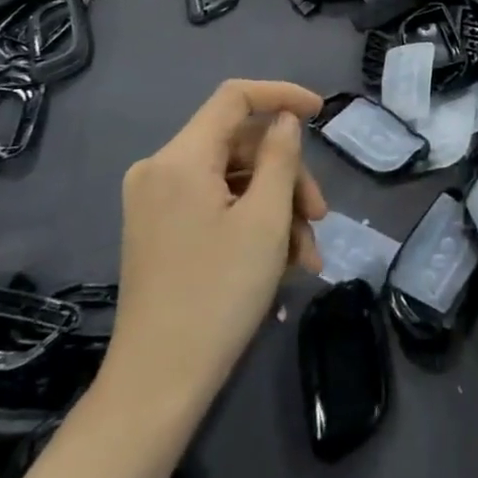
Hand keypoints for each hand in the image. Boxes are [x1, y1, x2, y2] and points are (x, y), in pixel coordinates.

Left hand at [101, 80, 327, 406]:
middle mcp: (160, 170)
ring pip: (234, 180)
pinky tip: (284, 263)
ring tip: (308, 255)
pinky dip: (252, 224)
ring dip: (277, 208)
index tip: (321, 112)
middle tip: (321, 217)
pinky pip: (216, 206)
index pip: (235, 98)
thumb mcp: (266, 220)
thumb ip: (281, 157)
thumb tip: (285, 120)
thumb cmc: (219, 293)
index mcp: (180, 158)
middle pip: (240, 146)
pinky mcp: (160, 230)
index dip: (282, 95)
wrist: (158, 383)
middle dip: (287, 176)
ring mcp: (156, 202)